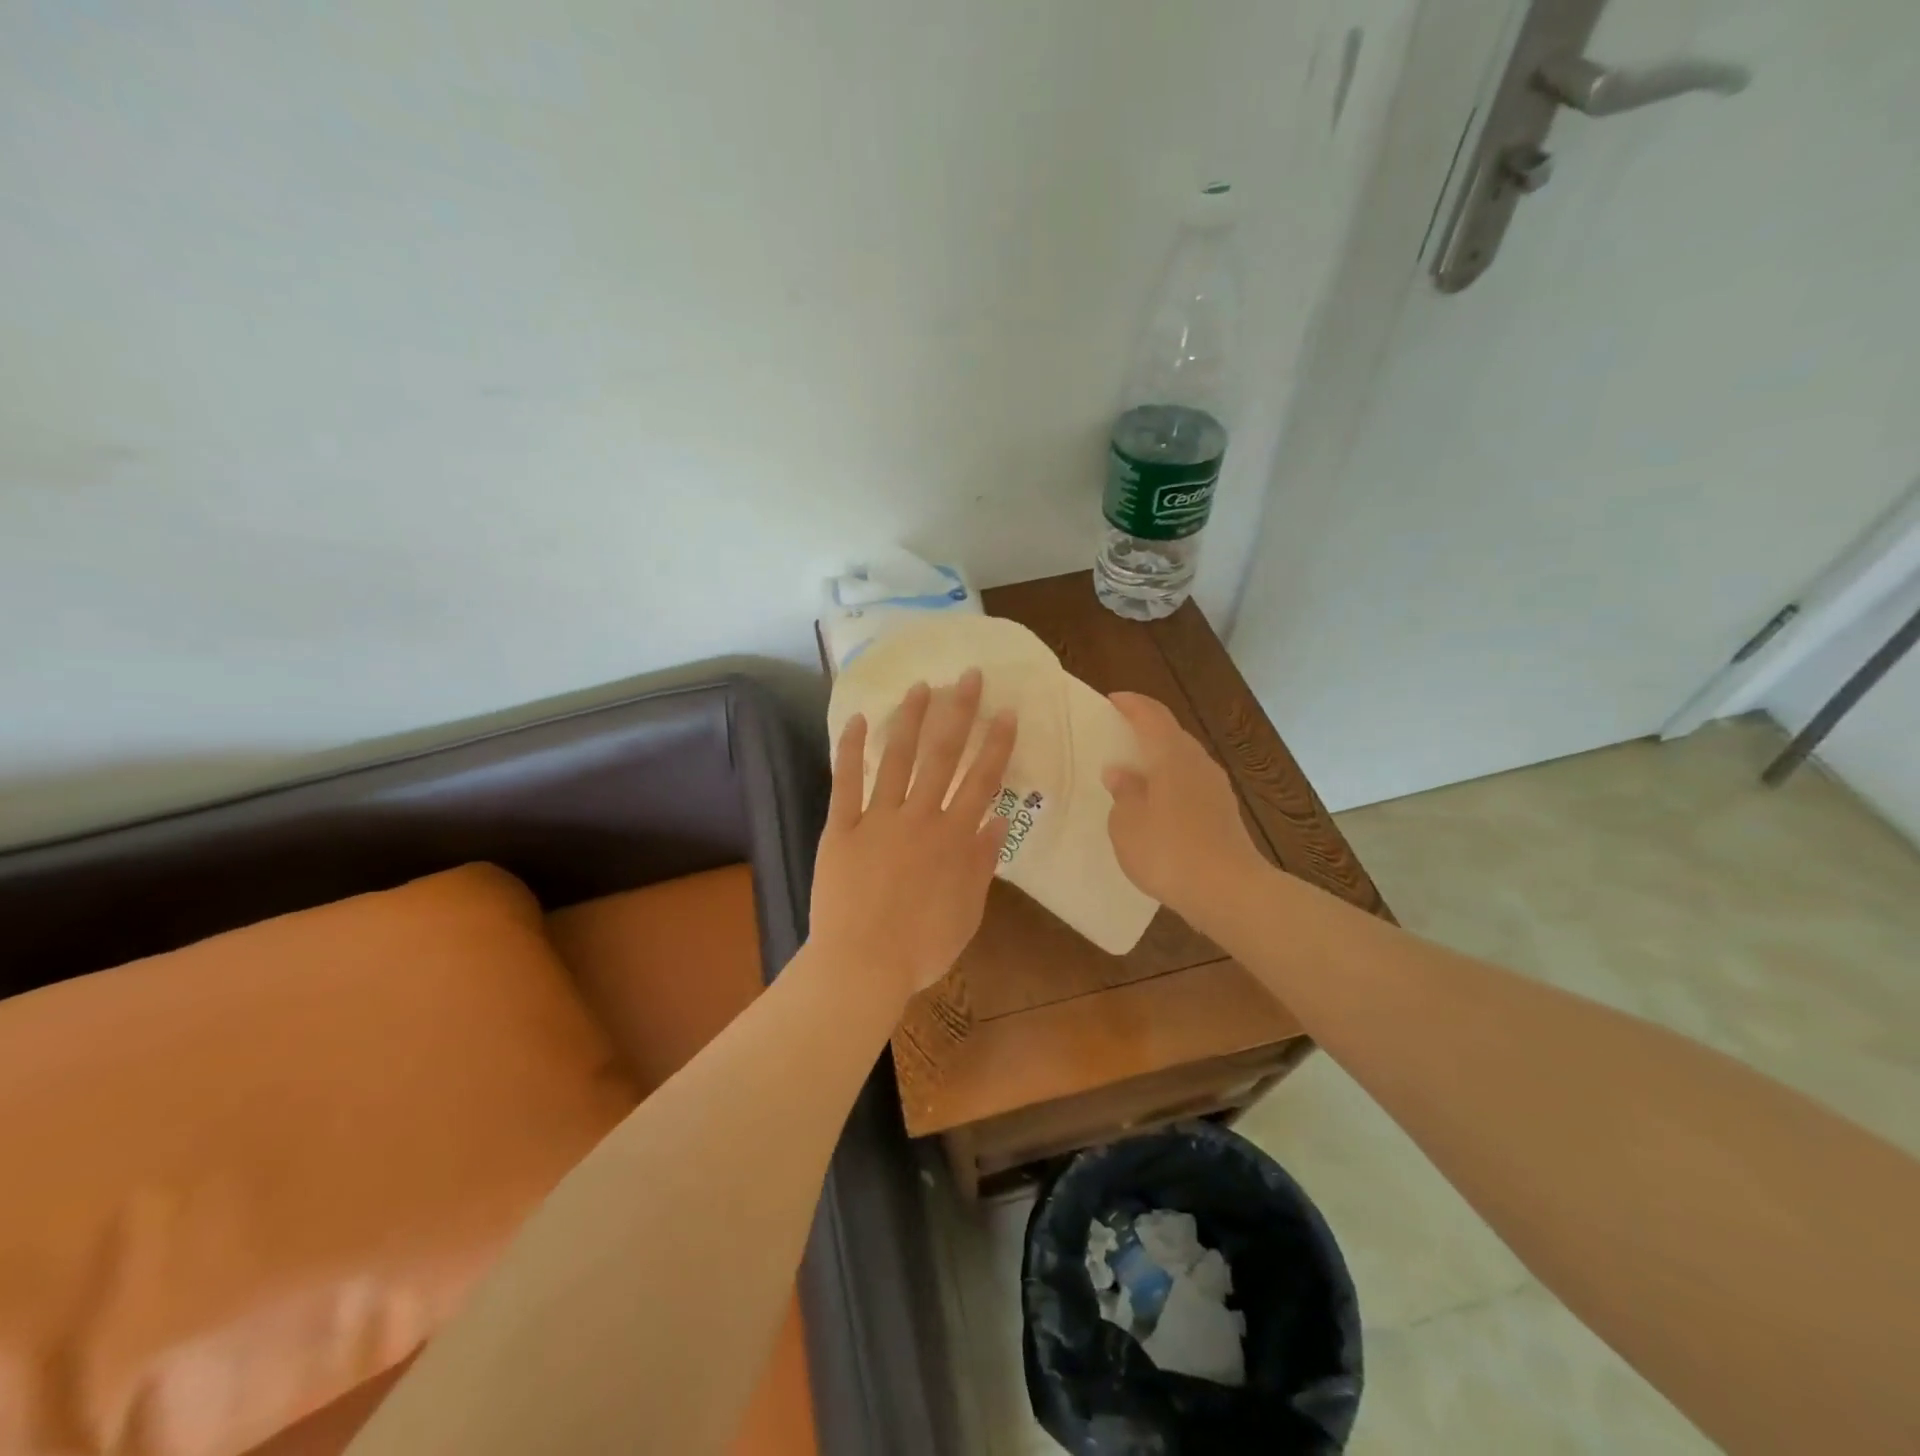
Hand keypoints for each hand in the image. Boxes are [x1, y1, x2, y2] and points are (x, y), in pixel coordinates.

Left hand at [810, 670, 1017, 999]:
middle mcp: (921, 817)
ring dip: (911, 720)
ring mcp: (879, 819)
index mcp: (955, 839)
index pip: (982, 781)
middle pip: (944, 756)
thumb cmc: (922, 947)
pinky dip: (852, 749)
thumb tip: (998, 821)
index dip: (996, 744)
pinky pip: (847, 782)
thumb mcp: (968, 911)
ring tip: (921, 686)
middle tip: (967, 676)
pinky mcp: (842, 828)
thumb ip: (983, 863)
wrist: (862, 964)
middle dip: (959, 713)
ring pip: (898, 759)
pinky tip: (859, 719)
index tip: (1006, 712)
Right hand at [1102, 691, 1265, 914]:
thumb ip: (1123, 793)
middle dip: (1146, 731)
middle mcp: (1198, 762)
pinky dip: (1172, 784)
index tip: (1113, 700)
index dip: (1132, 704)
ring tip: (1135, 774)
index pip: (1152, 715)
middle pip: (1171, 735)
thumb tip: (1120, 773)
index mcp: (1171, 755)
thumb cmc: (1168, 851)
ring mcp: (1216, 787)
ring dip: (1160, 761)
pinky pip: (1192, 785)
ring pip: (1184, 761)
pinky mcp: (1224, 812)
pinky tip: (1158, 806)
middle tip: (1119, 738)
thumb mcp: (1127, 824)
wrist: (1228, 891)